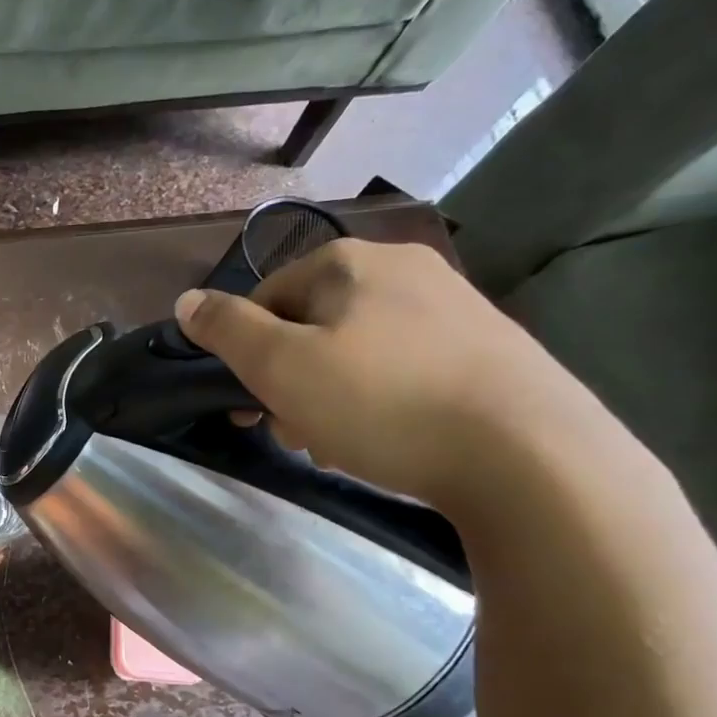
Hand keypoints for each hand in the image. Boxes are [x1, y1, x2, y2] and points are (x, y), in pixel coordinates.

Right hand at [174, 238, 601, 511]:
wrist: (529, 454)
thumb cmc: (383, 403)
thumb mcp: (282, 367)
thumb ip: (227, 330)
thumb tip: (186, 301)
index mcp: (349, 263)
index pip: (266, 298)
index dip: (246, 354)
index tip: (249, 406)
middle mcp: (403, 269)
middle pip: (313, 325)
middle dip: (290, 381)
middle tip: (294, 433)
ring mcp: (454, 306)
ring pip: (358, 351)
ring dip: (332, 397)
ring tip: (340, 446)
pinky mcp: (488, 349)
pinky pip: (406, 369)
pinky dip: (382, 402)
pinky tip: (390, 442)